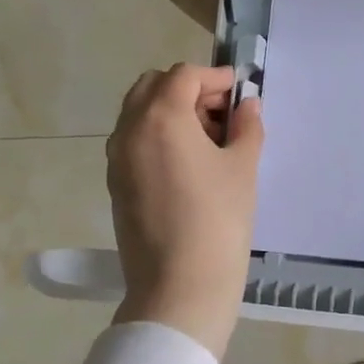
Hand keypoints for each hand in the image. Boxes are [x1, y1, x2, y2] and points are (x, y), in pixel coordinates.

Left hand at [106, 64, 263, 360]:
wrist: (179, 287)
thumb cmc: (218, 221)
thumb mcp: (242, 168)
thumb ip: (246, 127)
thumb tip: (248, 106)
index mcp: (160, 118)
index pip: (184, 76)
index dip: (215, 78)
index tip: (240, 92)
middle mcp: (129, 130)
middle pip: (153, 86)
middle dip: (188, 90)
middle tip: (221, 114)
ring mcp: (116, 159)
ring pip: (139, 113)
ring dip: (171, 111)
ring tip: (208, 140)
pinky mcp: (116, 184)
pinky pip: (134, 142)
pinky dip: (158, 136)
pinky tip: (188, 163)